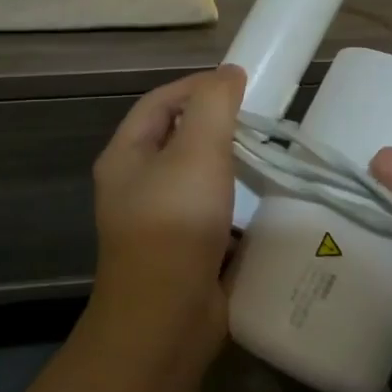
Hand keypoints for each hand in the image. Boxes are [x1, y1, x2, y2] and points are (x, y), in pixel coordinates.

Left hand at [88, 65, 245, 356]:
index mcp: (126, 156)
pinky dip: (234, 202)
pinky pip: (211, 213)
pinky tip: (262, 202)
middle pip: (177, 138)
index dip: (197, 85)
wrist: (166, 318)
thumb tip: (228, 73)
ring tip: (266, 156)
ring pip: (196, 178)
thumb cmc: (176, 223)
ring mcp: (157, 222)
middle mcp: (135, 185)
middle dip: (216, 125)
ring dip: (228, 164)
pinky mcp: (182, 252)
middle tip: (257, 121)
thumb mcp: (197, 150)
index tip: (240, 84)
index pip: (159, 102)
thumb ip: (214, 104)